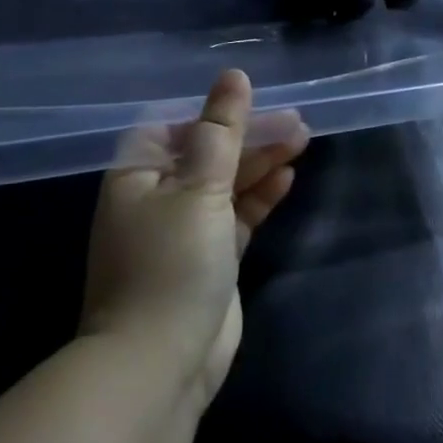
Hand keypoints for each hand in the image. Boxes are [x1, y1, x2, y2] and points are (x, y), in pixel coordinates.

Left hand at [79, 69, 308, 411]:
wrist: (158, 367)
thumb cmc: (171, 263)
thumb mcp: (199, 187)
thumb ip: (222, 130)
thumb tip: (234, 76)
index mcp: (139, 173)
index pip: (178, 125)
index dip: (217, 111)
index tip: (257, 100)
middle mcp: (158, 196)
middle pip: (209, 151)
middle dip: (250, 135)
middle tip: (297, 121)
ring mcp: (184, 229)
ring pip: (227, 182)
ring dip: (261, 161)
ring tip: (302, 139)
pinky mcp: (210, 259)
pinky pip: (237, 214)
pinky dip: (260, 195)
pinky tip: (287, 177)